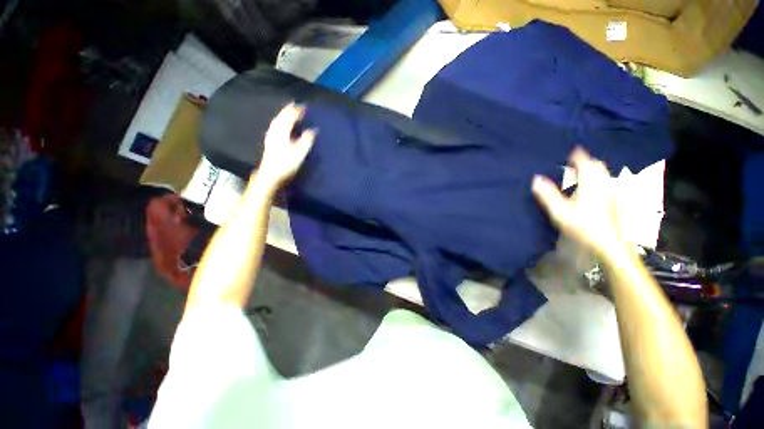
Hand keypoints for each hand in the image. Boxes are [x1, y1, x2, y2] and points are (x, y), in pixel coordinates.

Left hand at [253, 103, 315, 188]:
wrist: (270, 175)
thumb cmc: (286, 164)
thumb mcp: (299, 153)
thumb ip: (306, 140)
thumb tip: (313, 130)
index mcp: (282, 132)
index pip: (289, 117)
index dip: (296, 111)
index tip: (303, 106)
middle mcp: (275, 131)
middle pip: (281, 117)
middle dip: (288, 110)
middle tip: (295, 104)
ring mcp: (271, 137)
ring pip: (277, 121)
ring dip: (283, 115)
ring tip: (288, 111)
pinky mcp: (270, 142)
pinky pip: (275, 127)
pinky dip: (279, 122)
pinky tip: (280, 125)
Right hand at [532, 147, 625, 256]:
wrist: (608, 243)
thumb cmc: (582, 225)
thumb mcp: (560, 210)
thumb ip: (547, 194)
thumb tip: (535, 178)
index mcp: (590, 184)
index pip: (585, 164)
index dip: (578, 156)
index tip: (573, 150)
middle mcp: (603, 185)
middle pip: (598, 167)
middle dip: (588, 161)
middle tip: (577, 161)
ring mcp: (612, 194)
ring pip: (605, 175)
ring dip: (596, 170)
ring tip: (586, 173)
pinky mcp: (616, 202)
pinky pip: (609, 185)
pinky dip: (601, 181)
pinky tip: (596, 189)